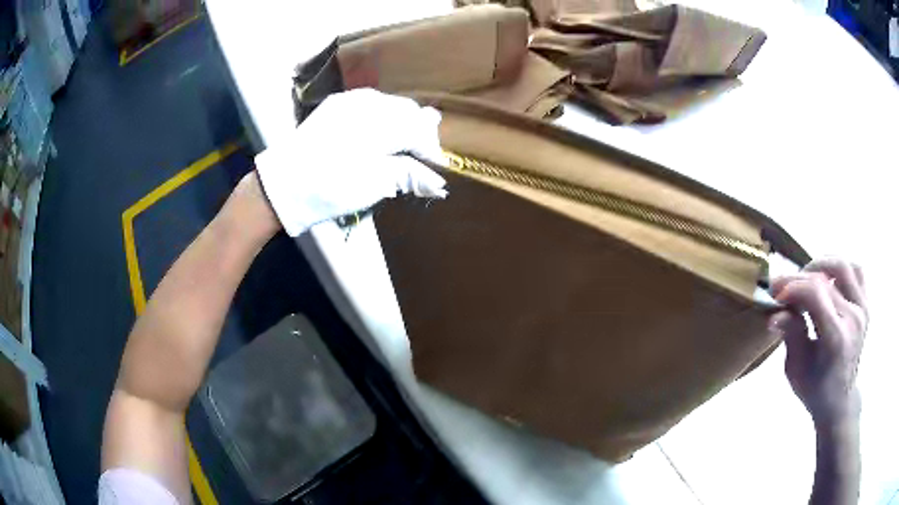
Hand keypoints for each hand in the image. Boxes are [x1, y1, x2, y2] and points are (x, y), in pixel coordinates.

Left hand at [255, 88, 447, 235]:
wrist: (280, 185)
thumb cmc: (330, 187)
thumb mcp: (374, 185)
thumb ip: (410, 175)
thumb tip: (439, 182)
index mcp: (381, 122)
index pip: (421, 129)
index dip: (430, 150)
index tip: (432, 170)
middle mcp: (369, 102)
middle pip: (409, 112)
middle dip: (418, 134)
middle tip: (417, 161)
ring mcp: (350, 100)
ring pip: (391, 105)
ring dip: (401, 125)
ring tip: (397, 149)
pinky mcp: (336, 106)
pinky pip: (371, 105)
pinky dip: (381, 119)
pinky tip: (375, 137)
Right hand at [770, 259, 867, 424]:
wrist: (839, 400)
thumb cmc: (814, 390)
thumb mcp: (795, 370)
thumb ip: (791, 334)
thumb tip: (776, 313)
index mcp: (836, 338)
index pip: (815, 294)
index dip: (793, 287)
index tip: (774, 293)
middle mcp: (853, 318)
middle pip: (825, 279)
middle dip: (799, 278)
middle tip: (782, 286)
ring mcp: (862, 309)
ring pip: (842, 266)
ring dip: (821, 265)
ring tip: (806, 278)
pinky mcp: (866, 304)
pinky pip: (857, 271)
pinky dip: (841, 268)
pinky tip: (829, 278)